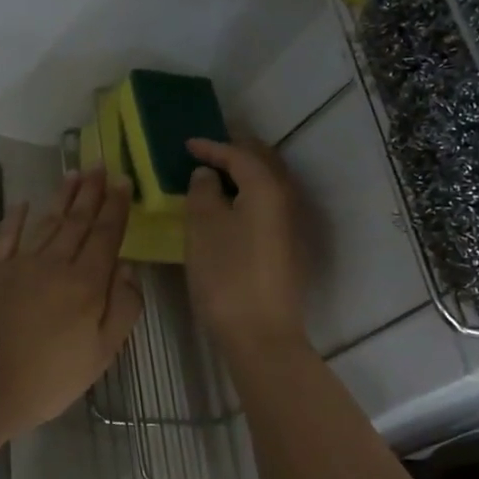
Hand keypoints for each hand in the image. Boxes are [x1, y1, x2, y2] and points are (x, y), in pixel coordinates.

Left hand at [0, 170, 142, 435]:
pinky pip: (6, 236)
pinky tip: (24, 203)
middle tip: (101, 165)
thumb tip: (128, 268)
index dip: (116, 208)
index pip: (106, 236)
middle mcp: (55, 263)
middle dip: (92, 192)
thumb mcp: (102, 352)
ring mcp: (20, 264)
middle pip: (78, 221)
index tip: (123, 182)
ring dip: (63, 197)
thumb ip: (123, 307)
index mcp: (86, 282)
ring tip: (75, 173)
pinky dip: (16, 218)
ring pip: (47, 222)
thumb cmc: (50, 376)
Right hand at [183, 137, 307, 349]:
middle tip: (208, 150)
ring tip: (217, 176)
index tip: (187, 144)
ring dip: (245, 174)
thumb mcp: (203, 229)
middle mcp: (286, 199)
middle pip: (263, 163)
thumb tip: (207, 175)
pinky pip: (269, 205)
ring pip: (269, 184)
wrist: (261, 334)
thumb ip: (203, 192)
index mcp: (266, 187)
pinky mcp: (289, 248)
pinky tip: (232, 208)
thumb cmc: (227, 276)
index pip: (239, 154)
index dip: (212, 146)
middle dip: (236, 151)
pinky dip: (250, 195)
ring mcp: (292, 225)